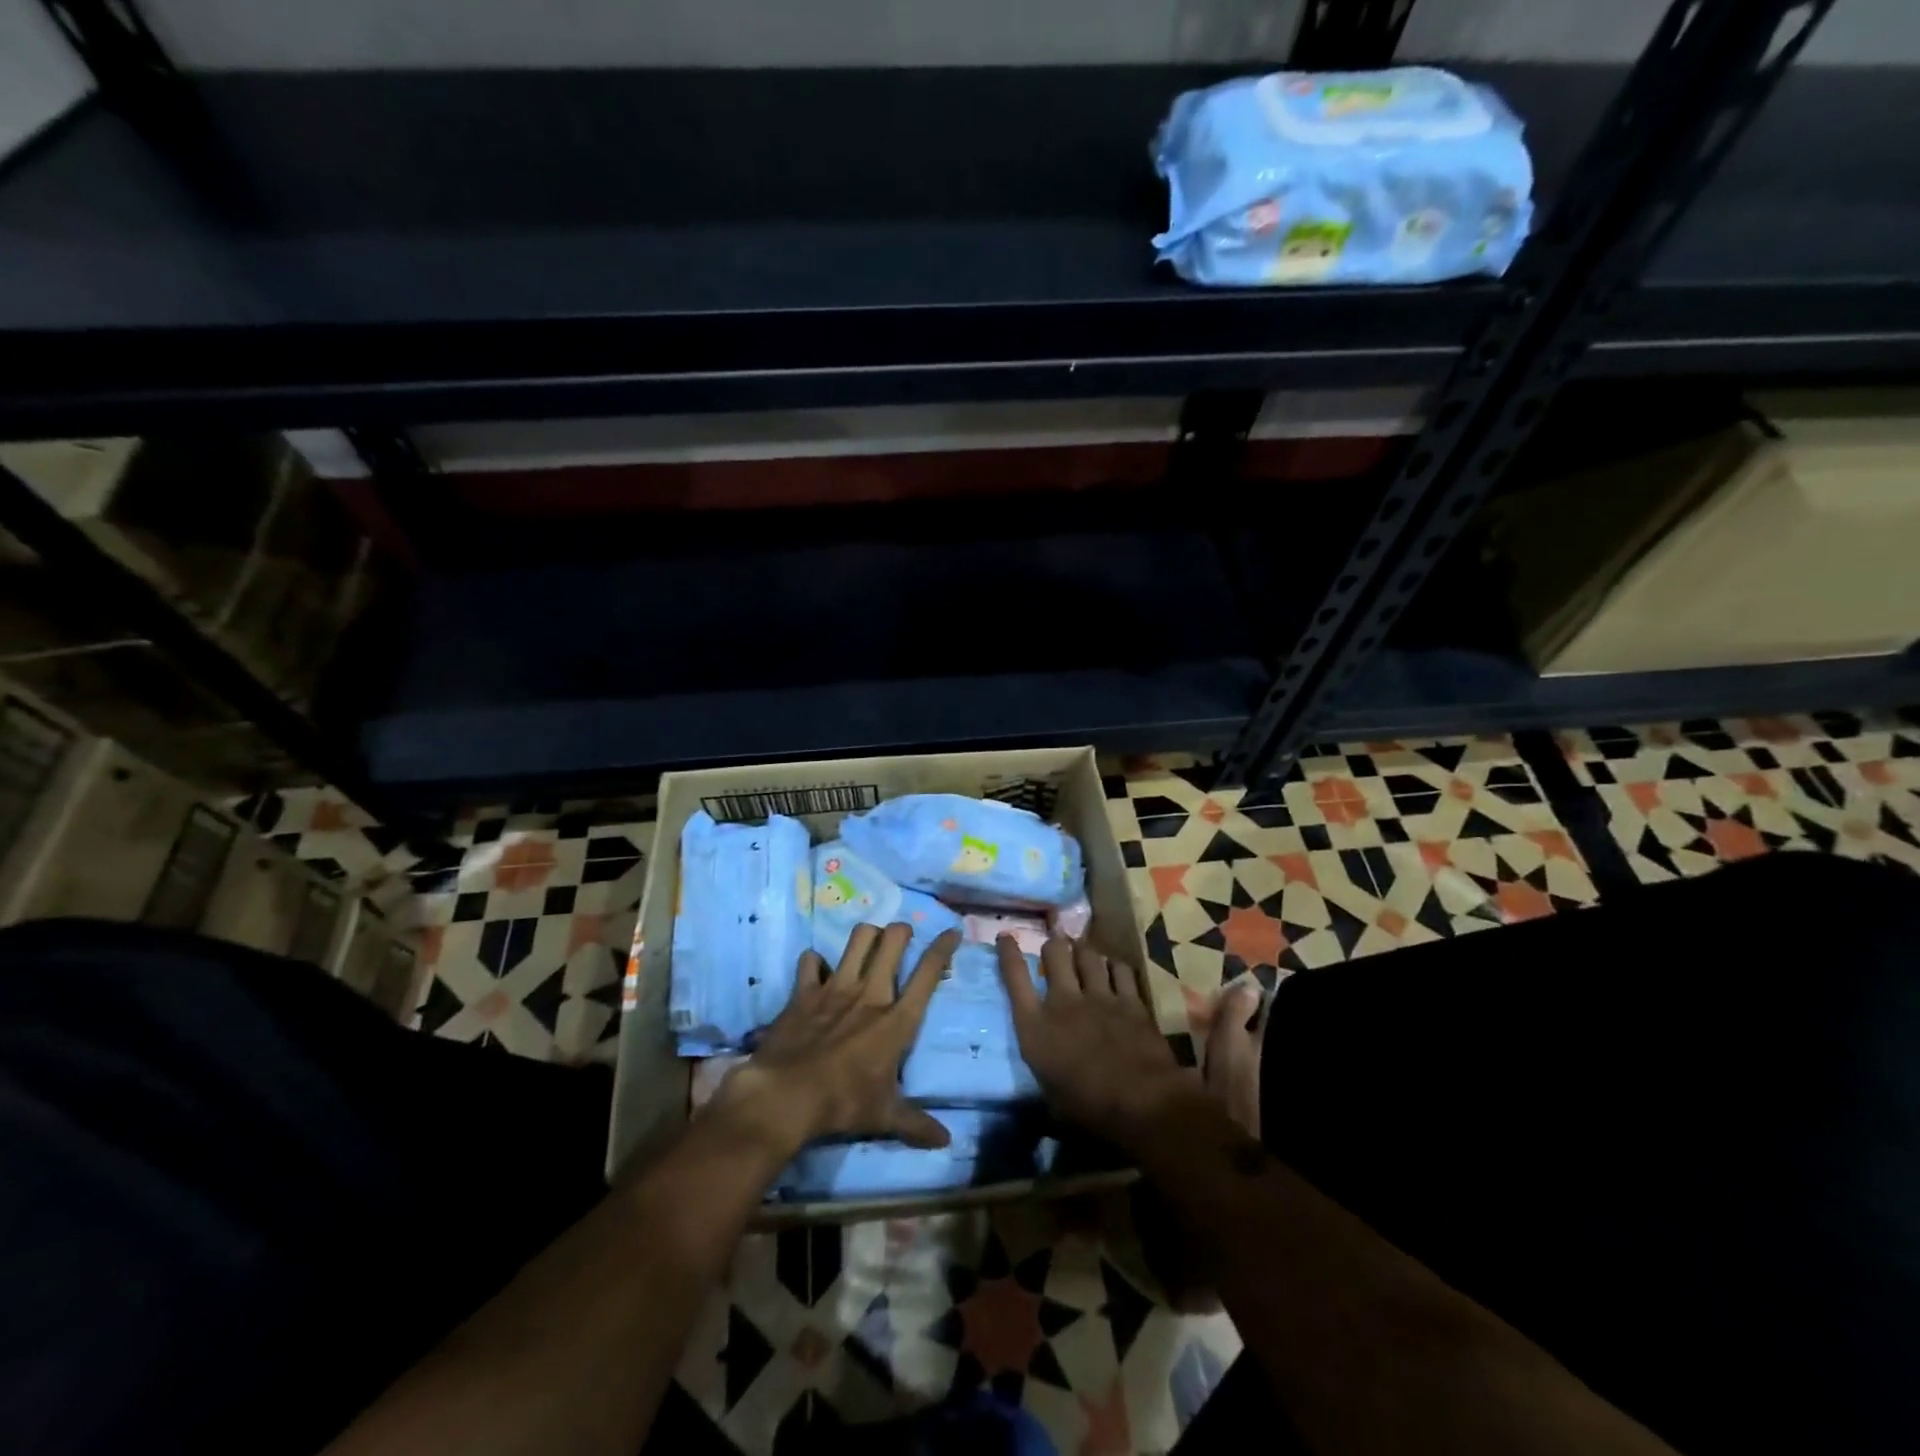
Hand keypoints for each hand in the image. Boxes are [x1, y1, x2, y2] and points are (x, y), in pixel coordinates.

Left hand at [708, 922, 960, 1158]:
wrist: (785, 1096)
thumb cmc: (842, 1104)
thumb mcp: (884, 1117)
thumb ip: (916, 1123)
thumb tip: (946, 1141)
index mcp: (897, 1020)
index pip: (928, 972)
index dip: (943, 947)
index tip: (952, 932)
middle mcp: (871, 993)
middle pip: (893, 940)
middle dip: (902, 931)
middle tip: (903, 936)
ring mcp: (836, 987)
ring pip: (858, 938)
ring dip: (867, 936)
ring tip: (869, 943)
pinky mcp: (805, 991)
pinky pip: (811, 961)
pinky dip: (815, 962)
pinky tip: (817, 971)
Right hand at [994, 934, 1192, 1148]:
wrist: (1141, 1103)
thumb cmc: (1088, 1111)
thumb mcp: (1051, 1099)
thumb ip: (1046, 1076)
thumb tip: (1046, 1084)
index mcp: (1035, 1027)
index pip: (1014, 977)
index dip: (1008, 953)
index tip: (1006, 937)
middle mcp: (1063, 1002)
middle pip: (1054, 952)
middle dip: (1054, 945)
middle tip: (1056, 948)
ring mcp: (1099, 997)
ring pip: (1088, 954)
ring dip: (1084, 952)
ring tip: (1084, 954)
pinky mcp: (1130, 1001)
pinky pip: (1120, 969)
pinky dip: (1114, 968)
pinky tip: (1115, 971)